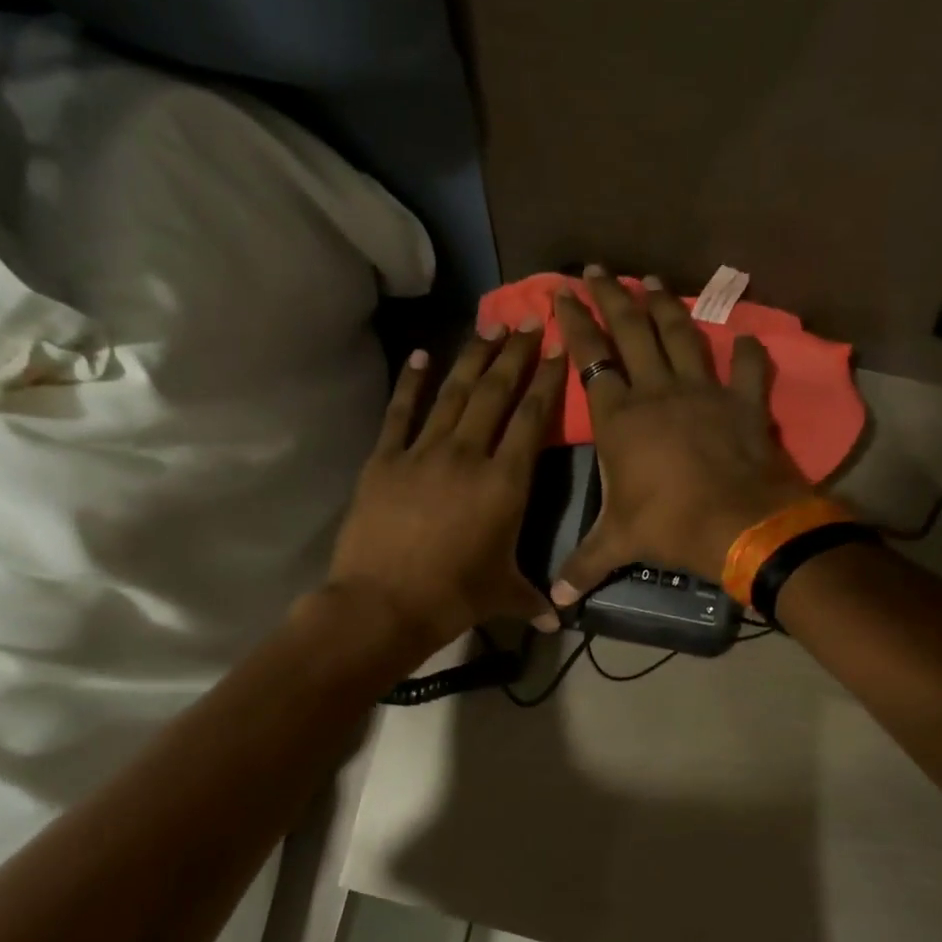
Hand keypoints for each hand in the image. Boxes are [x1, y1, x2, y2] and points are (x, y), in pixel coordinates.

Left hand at [328, 322, 564, 651]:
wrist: (383, 604)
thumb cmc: (452, 599)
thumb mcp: (502, 596)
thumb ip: (533, 599)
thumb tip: (558, 622)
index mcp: (505, 483)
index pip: (533, 418)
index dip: (548, 380)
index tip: (559, 347)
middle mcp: (468, 455)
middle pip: (495, 392)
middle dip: (516, 354)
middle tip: (529, 320)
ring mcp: (423, 452)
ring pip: (453, 393)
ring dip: (473, 358)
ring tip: (490, 326)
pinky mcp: (385, 460)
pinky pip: (400, 413)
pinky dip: (411, 383)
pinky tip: (422, 355)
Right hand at [550, 266, 811, 603]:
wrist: (741, 524)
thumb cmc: (671, 526)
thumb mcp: (619, 544)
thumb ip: (583, 566)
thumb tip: (554, 604)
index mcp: (620, 417)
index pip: (590, 358)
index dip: (574, 324)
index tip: (560, 294)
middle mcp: (657, 392)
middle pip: (632, 330)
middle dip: (611, 296)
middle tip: (597, 269)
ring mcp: (704, 391)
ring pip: (680, 335)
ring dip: (664, 305)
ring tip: (651, 280)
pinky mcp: (743, 402)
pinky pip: (747, 368)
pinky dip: (747, 351)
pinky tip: (745, 339)